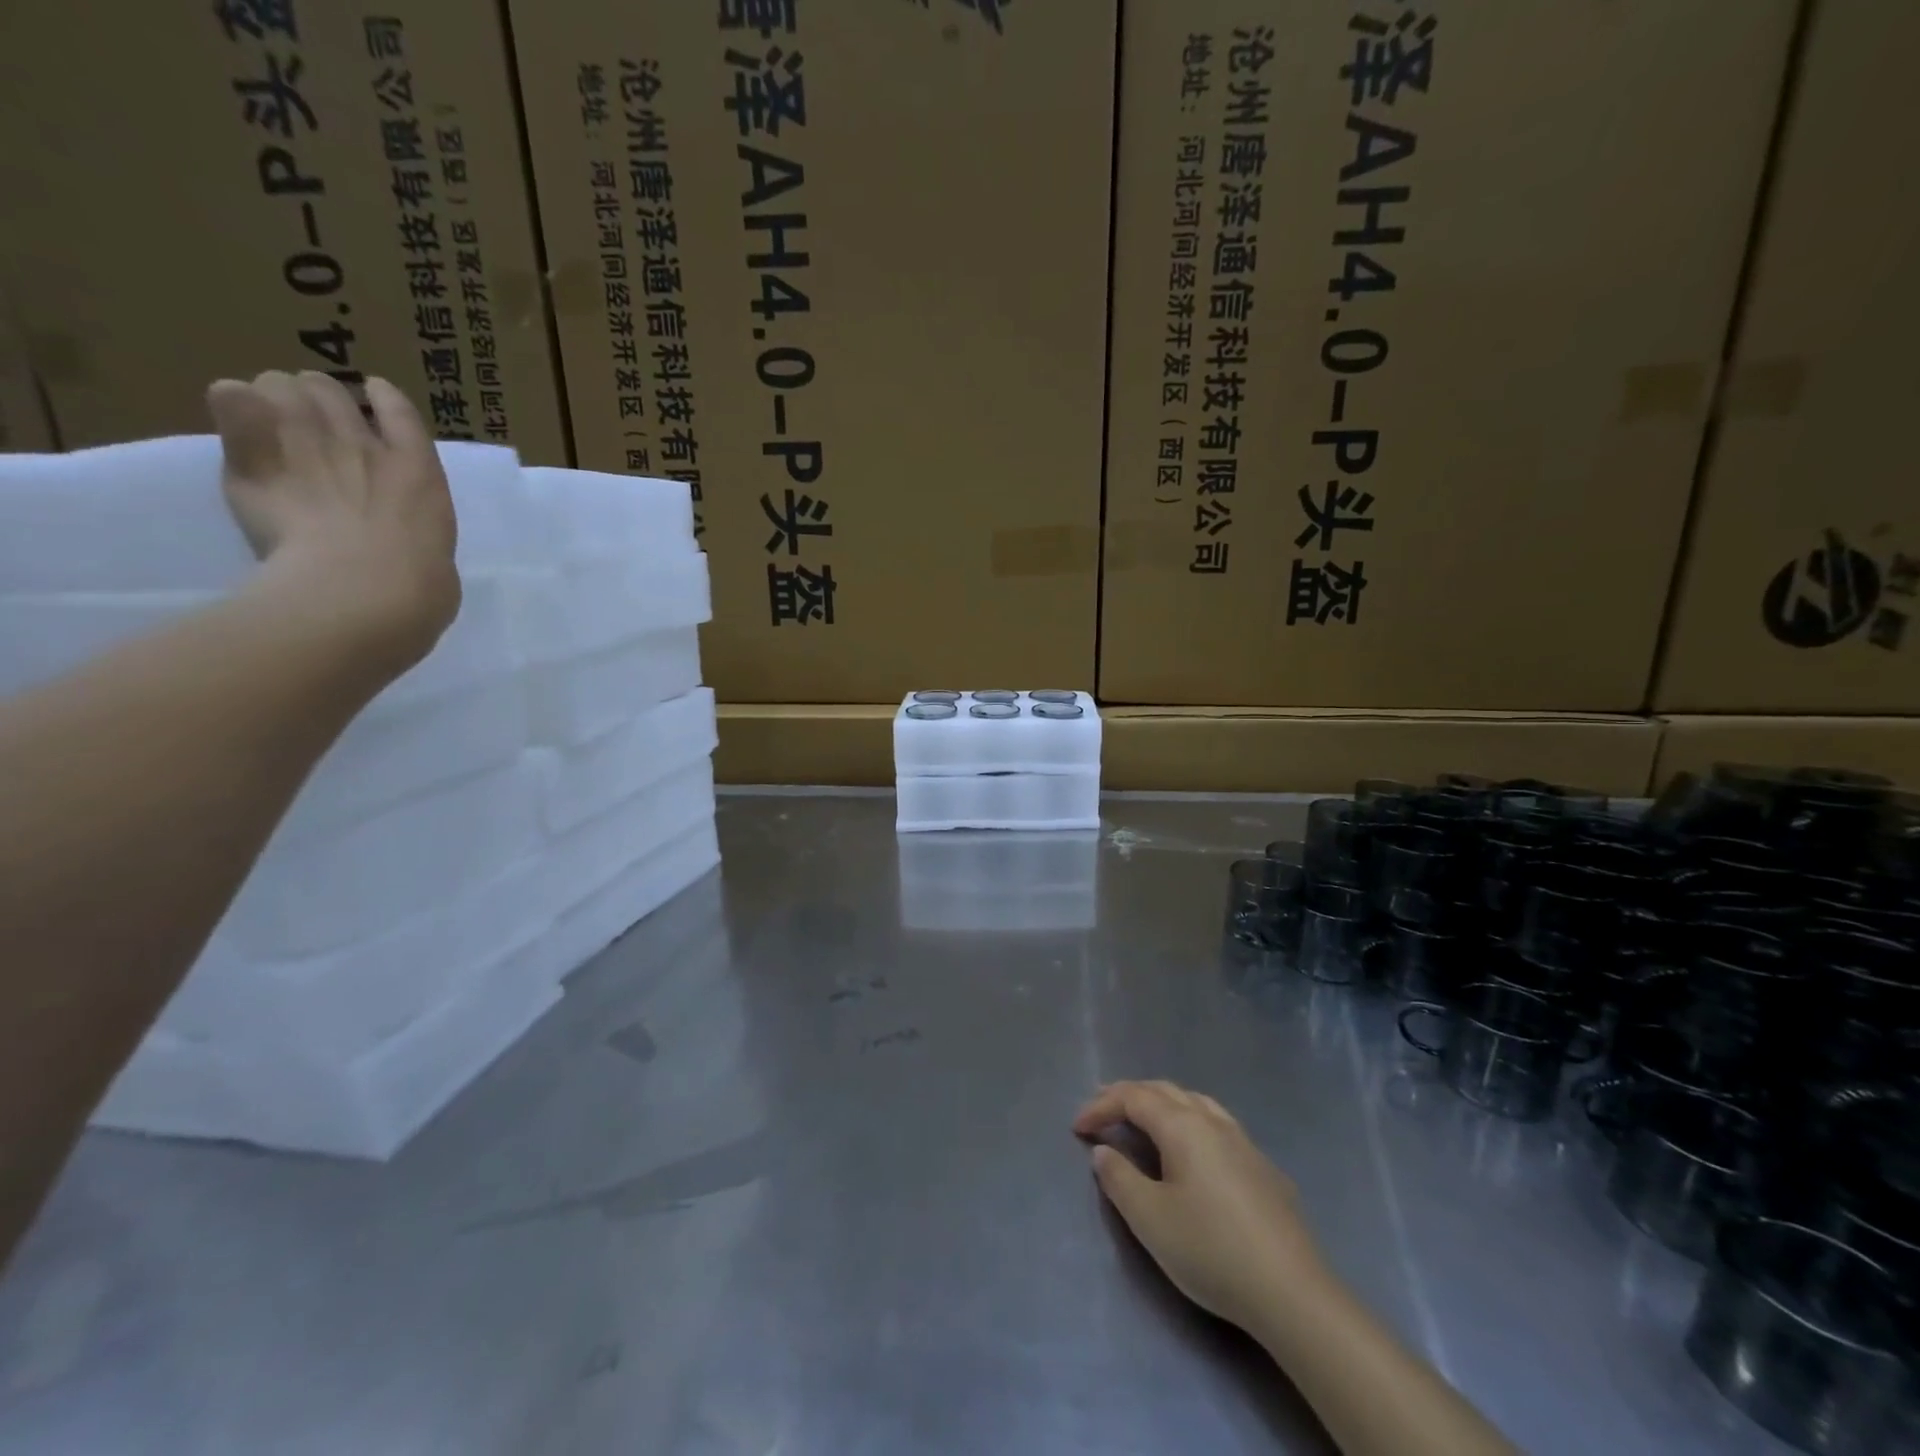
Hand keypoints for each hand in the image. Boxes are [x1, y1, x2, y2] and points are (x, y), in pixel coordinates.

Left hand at [206, 371, 458, 668]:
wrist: (367, 588)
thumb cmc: (418, 586)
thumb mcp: (434, 550)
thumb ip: (410, 525)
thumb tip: (391, 530)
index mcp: (418, 469)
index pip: (397, 407)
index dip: (380, 399)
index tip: (370, 409)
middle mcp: (362, 441)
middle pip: (325, 386)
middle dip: (314, 404)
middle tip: (308, 437)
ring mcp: (308, 441)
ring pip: (278, 383)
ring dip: (272, 404)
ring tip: (268, 436)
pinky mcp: (255, 453)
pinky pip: (231, 396)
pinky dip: (233, 407)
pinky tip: (240, 434)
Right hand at [1074, 1081, 1328, 1337]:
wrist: (1293, 1293)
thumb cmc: (1211, 1250)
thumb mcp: (1150, 1219)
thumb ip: (1119, 1179)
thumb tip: (1103, 1151)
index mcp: (1182, 1126)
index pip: (1133, 1098)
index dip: (1101, 1106)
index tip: (1077, 1128)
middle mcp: (1213, 1121)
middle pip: (1164, 1091)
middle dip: (1128, 1095)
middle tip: (1102, 1109)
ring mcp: (1244, 1142)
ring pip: (1195, 1102)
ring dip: (1162, 1103)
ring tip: (1144, 1118)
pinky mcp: (1264, 1168)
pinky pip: (1217, 1125)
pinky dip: (1190, 1122)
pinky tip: (1193, 1151)